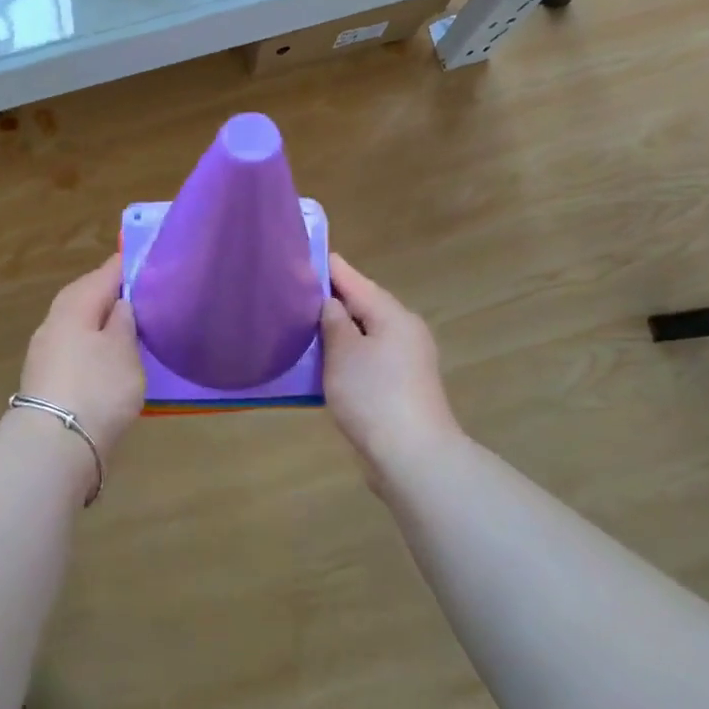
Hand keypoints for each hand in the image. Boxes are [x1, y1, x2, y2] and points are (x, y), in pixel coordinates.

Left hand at [17, 254, 145, 456]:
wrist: (56, 444)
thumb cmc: (97, 388)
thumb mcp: (123, 349)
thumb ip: (124, 320)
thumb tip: (120, 303)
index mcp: (74, 304)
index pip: (107, 272)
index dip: (131, 266)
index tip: (155, 262)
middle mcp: (55, 321)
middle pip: (88, 297)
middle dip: (116, 295)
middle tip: (149, 297)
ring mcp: (47, 352)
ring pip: (81, 325)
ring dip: (104, 324)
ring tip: (136, 329)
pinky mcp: (48, 379)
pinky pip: (78, 350)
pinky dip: (97, 349)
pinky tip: (113, 360)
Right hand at [320, 254, 461, 476]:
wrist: (412, 455)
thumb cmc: (373, 395)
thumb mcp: (344, 353)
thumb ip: (334, 321)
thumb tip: (331, 303)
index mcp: (393, 315)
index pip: (355, 281)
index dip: (329, 268)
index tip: (305, 254)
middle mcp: (404, 332)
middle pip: (364, 307)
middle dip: (333, 300)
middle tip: (296, 292)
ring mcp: (406, 362)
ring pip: (366, 335)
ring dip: (338, 331)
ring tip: (303, 325)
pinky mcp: (401, 388)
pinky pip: (368, 360)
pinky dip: (346, 356)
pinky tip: (324, 362)